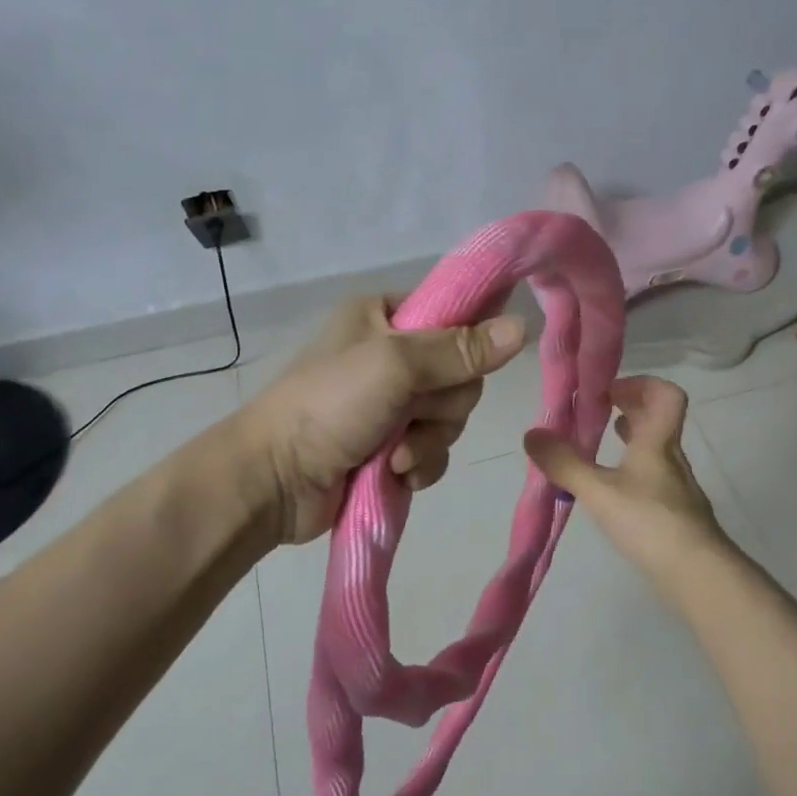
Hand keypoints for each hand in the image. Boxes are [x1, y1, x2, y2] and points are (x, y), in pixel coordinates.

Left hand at [241, 295, 527, 544]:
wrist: (273, 481)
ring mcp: (391, 404)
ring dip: (429, 441)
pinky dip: (420, 464)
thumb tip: (524, 326)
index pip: (453, 314)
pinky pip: (434, 450)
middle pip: (460, 375)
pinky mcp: (390, 446)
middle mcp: (391, 355)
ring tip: (395, 455)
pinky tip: (396, 475)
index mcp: (385, 316)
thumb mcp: (395, 365)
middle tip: (412, 413)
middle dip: (441, 405)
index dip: (469, 340)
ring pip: (450, 417)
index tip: (469, 363)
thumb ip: (460, 349)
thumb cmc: (328, 405)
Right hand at [523, 375, 733, 590]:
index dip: (641, 384)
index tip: (609, 391)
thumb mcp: (599, 491)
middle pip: (659, 419)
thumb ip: (564, 463)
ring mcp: (676, 487)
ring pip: (655, 449)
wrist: (697, 574)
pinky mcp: (674, 514)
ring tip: (600, 444)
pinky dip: (632, 471)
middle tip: (599, 411)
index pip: (667, 395)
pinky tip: (613, 489)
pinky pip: (652, 477)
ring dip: (631, 439)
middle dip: (630, 408)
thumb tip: (531, 434)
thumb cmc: (650, 521)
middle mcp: (671, 458)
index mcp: (658, 442)